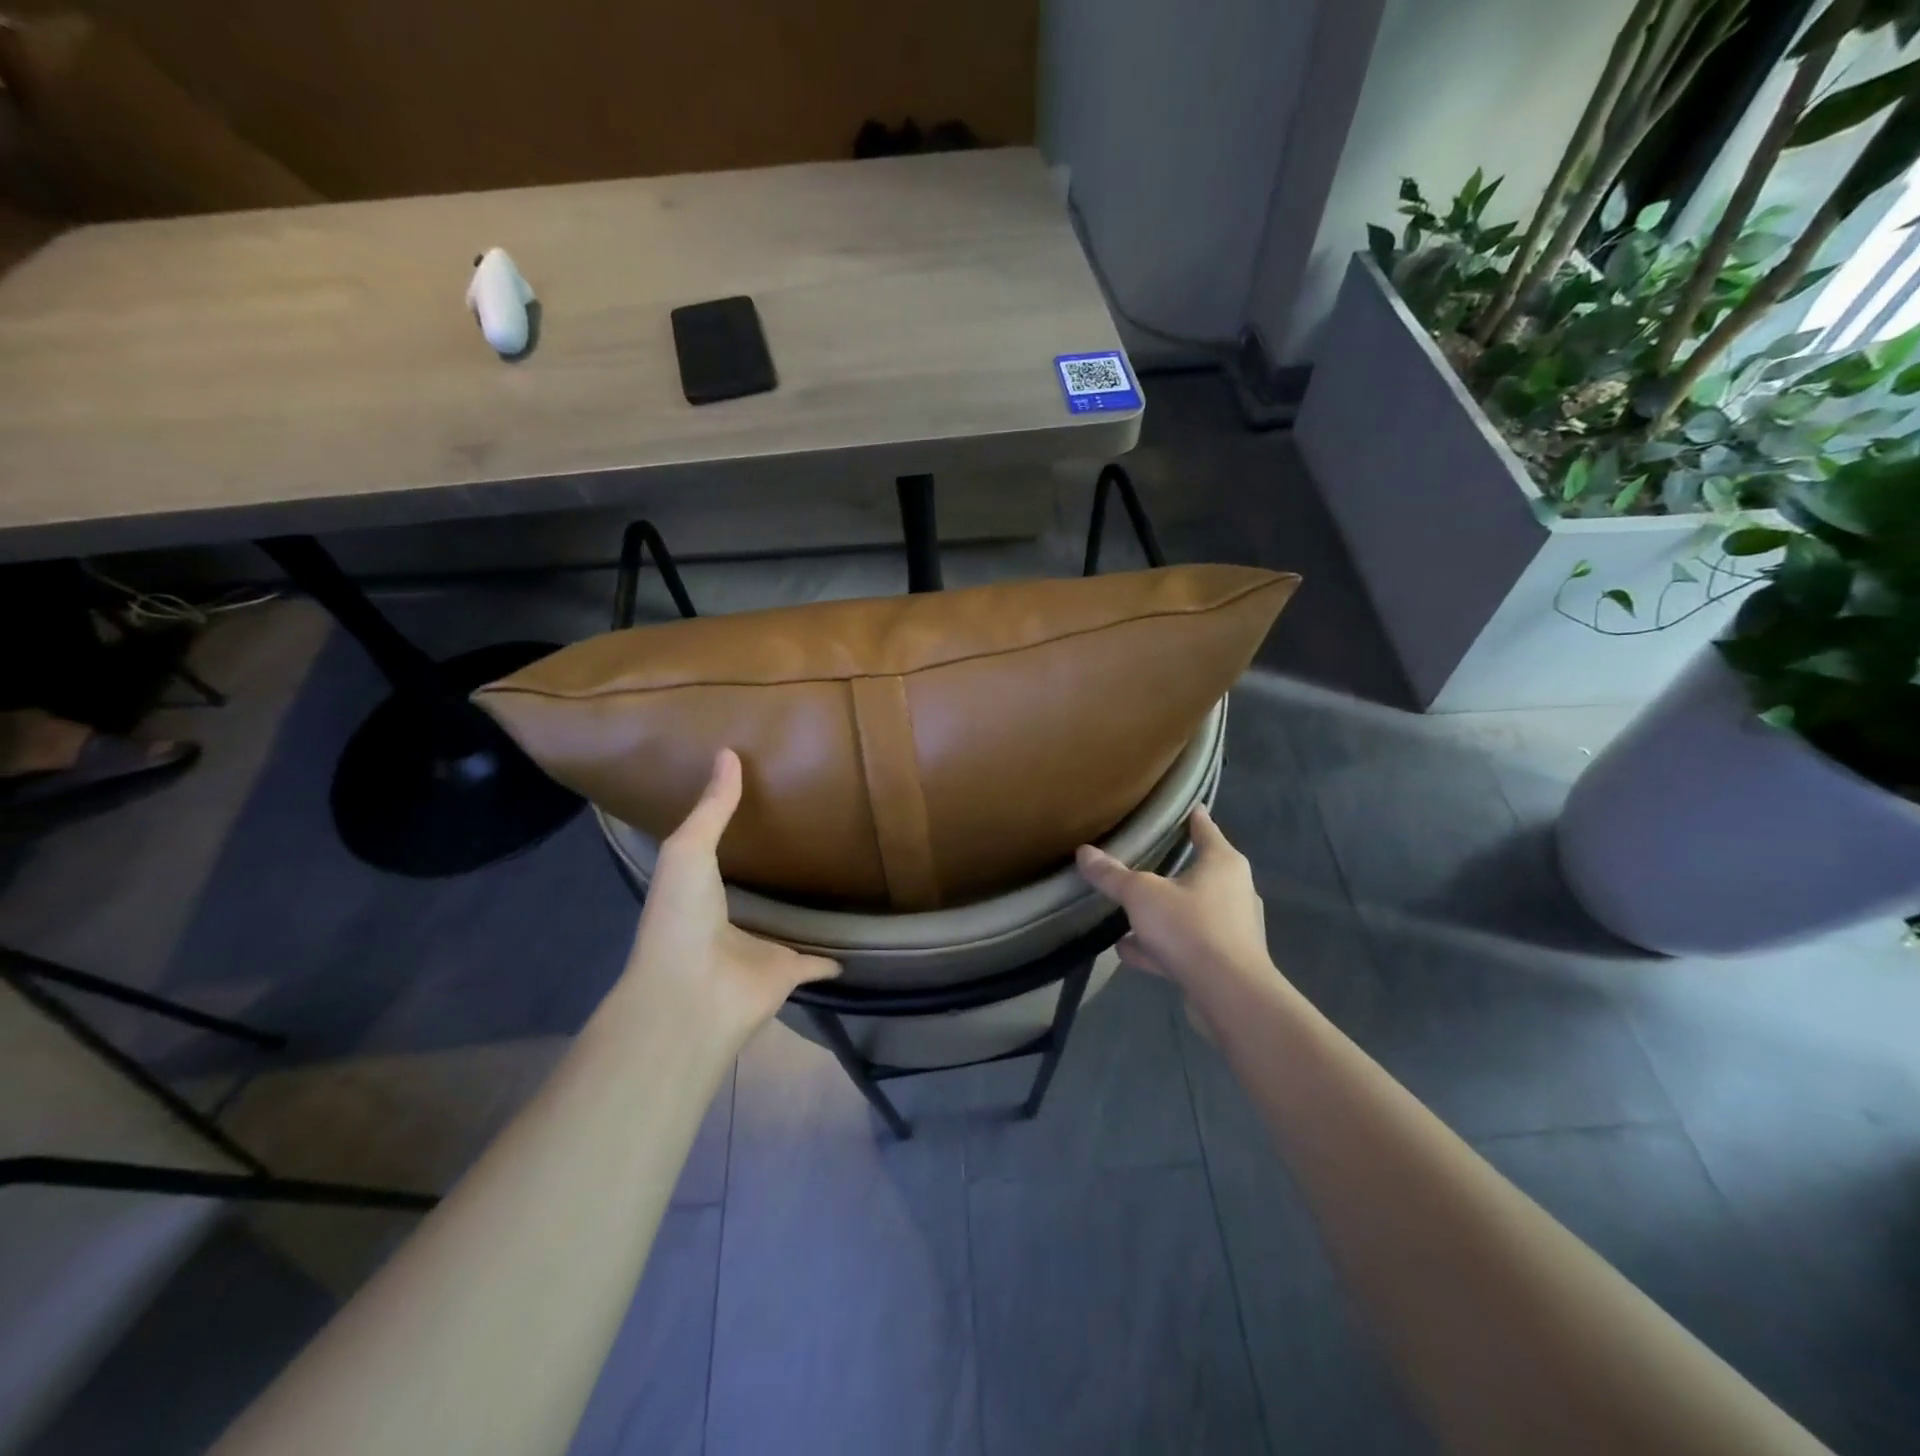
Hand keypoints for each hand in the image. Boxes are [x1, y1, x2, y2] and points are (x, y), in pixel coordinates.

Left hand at [621, 748, 838, 1034]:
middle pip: (756, 894)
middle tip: (805, 839)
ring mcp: (759, 952)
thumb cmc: (681, 918)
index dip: (731, 834)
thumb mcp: (689, 850)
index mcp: (699, 894)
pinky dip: (833, 960)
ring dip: (802, 914)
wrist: (690, 995)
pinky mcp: (788, 975)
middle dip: (772, 875)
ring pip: (787, 928)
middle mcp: (729, 923)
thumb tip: (728, 752)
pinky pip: (817, 963)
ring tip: (830, 883)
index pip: (717, 858)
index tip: (757, 804)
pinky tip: (851, 948)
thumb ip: (712, 808)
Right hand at [1076, 805, 1272, 1008]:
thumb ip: (1112, 875)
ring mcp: (1232, 929)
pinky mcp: (1224, 962)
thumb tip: (1083, 851)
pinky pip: (1185, 945)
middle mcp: (1234, 891)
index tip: (1186, 807)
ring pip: (1190, 912)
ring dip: (1162, 913)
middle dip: (1172, 869)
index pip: (1206, 829)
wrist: (1230, 995)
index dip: (1193, 817)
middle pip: (1199, 872)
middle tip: (1145, 859)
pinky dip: (1160, 945)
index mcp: (1222, 864)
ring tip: (1129, 913)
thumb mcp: (1141, 895)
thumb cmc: (1190, 928)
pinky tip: (1129, 951)